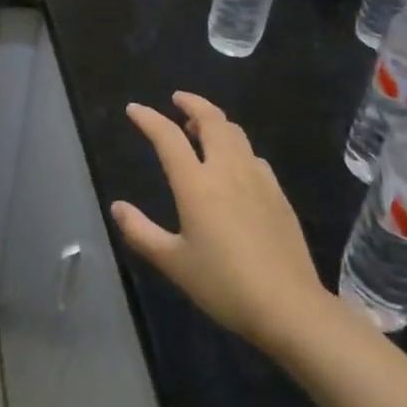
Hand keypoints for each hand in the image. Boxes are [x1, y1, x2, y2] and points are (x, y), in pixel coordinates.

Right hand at [111, 92, 326, 354]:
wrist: (289, 306)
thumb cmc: (224, 285)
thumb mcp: (174, 263)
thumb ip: (141, 232)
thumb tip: (117, 207)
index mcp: (196, 183)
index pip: (167, 137)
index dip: (148, 118)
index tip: (134, 109)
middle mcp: (226, 170)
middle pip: (211, 119)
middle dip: (192, 103)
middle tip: (177, 99)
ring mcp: (257, 178)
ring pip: (235, 133)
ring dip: (215, 121)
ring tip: (201, 128)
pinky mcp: (278, 193)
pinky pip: (253, 156)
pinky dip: (237, 147)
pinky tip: (235, 165)